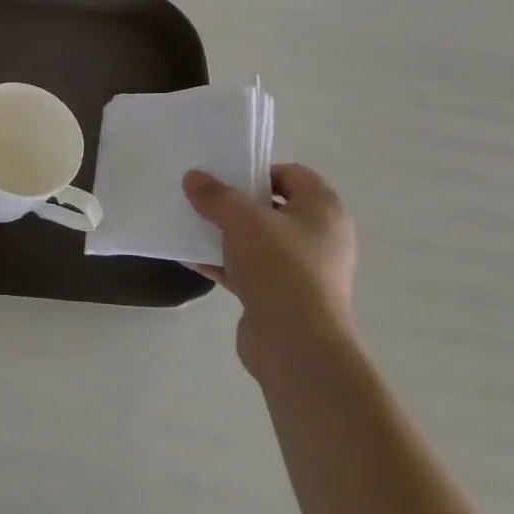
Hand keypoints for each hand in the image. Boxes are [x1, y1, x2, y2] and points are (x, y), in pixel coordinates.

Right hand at [183, 164, 357, 382]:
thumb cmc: (280, 267)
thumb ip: (216, 196)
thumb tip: (193, 177)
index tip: (224, 177)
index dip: (258, 171)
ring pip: (258, 241)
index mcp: (323, 210)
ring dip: (226, 235)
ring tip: (191, 227)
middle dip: (236, 204)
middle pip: (273, 208)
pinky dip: (224, 264)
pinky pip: (249, 270)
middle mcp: (319, 236)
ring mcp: (302, 269)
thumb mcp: (242, 221)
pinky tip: (193, 260)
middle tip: (202, 199)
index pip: (292, 174)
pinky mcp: (282, 296)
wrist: (296, 342)